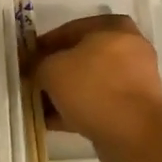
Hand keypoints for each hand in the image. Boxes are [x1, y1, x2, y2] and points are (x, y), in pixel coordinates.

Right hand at [25, 14, 161, 161]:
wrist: (133, 134)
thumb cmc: (92, 87)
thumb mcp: (52, 69)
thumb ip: (38, 63)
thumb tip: (33, 67)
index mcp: (114, 27)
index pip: (69, 30)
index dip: (44, 45)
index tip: (27, 60)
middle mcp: (129, 48)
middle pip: (81, 57)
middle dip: (55, 71)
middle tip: (34, 83)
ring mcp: (135, 79)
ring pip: (90, 82)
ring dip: (66, 92)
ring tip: (40, 106)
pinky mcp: (135, 107)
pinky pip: (99, 102)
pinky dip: (78, 109)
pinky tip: (53, 122)